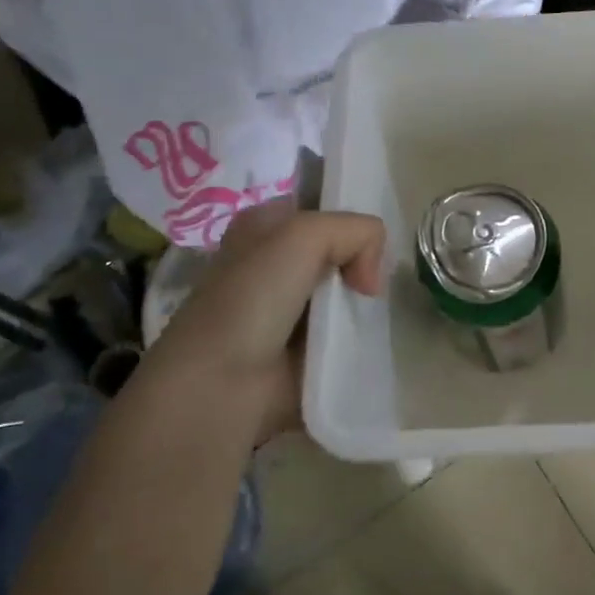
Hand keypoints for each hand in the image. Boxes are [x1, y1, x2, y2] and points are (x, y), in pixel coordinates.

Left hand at [138, 201, 385, 436]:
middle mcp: (274, 264)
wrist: (221, 383)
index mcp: (264, 227)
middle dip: (364, 266)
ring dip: (364, 305)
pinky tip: (366, 342)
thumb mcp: (305, 234)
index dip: (350, 225)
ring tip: (372, 317)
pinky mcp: (303, 350)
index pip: (323, 210)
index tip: (365, 250)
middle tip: (370, 288)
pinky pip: (347, 334)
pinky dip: (360, 338)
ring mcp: (288, 310)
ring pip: (346, 294)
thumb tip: (371, 282)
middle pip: (341, 253)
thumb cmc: (252, 298)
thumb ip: (357, 232)